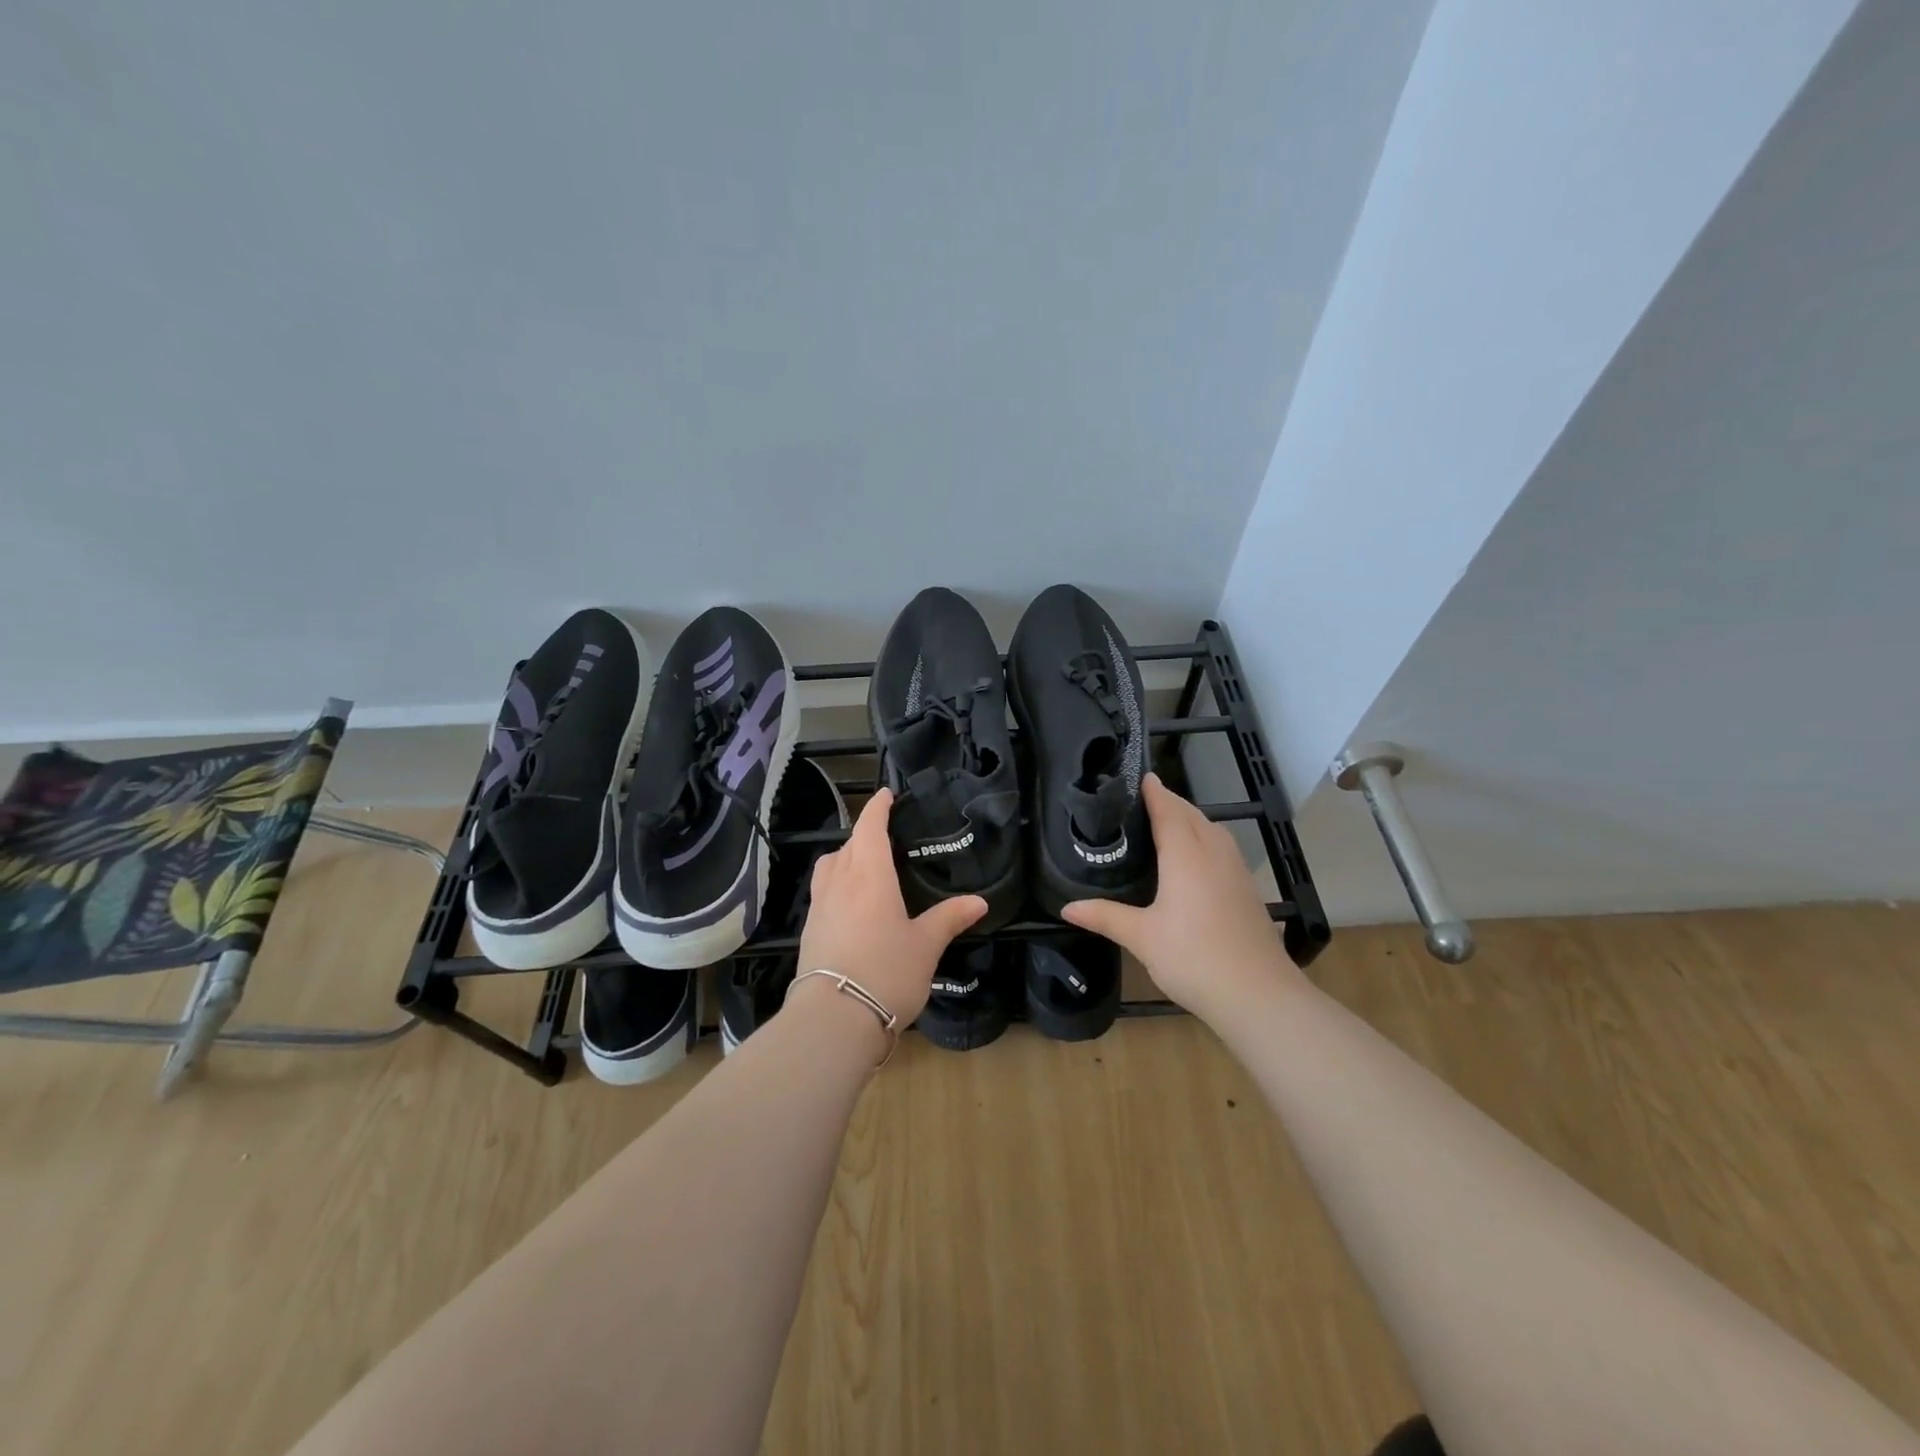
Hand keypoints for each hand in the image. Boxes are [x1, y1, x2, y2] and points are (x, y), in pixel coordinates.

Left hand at [796, 788, 987, 1028]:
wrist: (834, 1018)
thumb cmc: (886, 971)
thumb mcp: (926, 945)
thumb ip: (949, 918)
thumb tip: (979, 901)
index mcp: (869, 875)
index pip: (869, 827)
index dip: (877, 807)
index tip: (886, 795)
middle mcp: (840, 882)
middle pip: (847, 845)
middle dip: (863, 835)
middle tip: (885, 838)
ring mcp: (819, 906)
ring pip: (829, 867)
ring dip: (844, 858)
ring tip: (865, 869)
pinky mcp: (809, 930)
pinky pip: (823, 893)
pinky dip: (836, 885)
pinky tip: (851, 906)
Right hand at [1063, 773, 1301, 1023]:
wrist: (1258, 995)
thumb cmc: (1193, 958)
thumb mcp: (1141, 937)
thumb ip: (1105, 916)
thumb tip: (1067, 907)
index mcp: (1186, 854)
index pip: (1169, 809)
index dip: (1154, 791)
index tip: (1138, 776)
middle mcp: (1214, 853)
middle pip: (1192, 814)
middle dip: (1170, 802)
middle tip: (1141, 801)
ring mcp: (1236, 870)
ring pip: (1213, 830)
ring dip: (1190, 819)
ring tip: (1165, 825)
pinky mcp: (1247, 889)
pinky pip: (1223, 849)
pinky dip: (1205, 840)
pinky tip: (1194, 861)